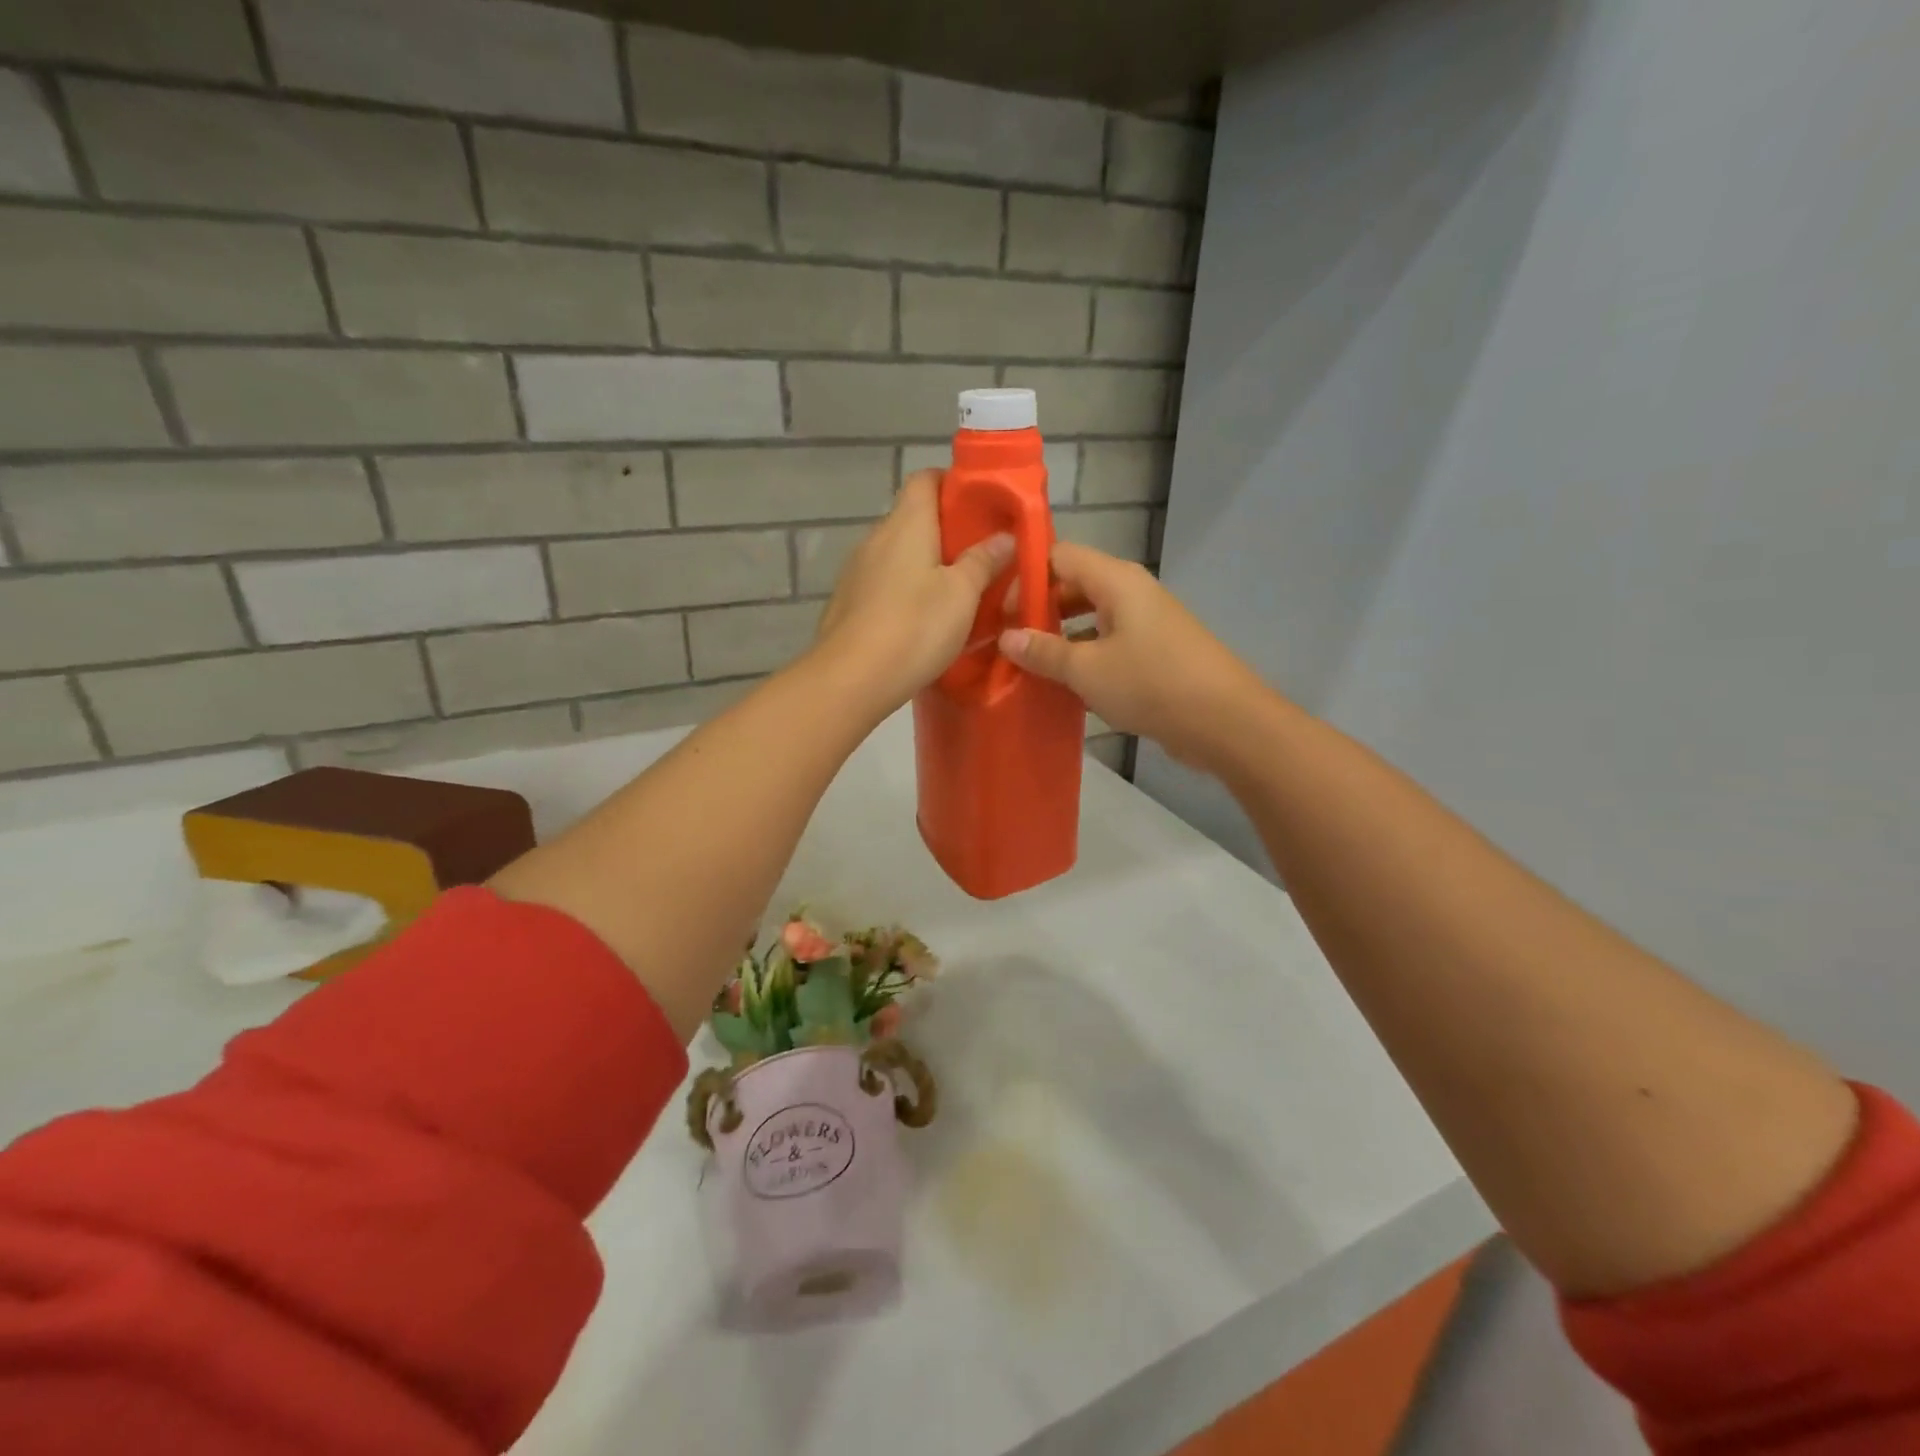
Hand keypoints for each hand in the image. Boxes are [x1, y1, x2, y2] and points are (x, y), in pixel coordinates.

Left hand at [813, 471, 1012, 711]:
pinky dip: (906, 591)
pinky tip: (922, 619)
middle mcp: (875, 538)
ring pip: (898, 555)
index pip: (925, 479)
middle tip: (981, 556)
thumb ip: (983, 561)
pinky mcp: (847, 604)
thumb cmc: (914, 627)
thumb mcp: (962, 595)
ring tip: (957, 592)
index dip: (954, 485)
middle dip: (947, 532)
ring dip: (926, 565)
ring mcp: (856, 572)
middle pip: (913, 518)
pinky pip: (884, 584)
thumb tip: (1004, 536)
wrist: (850, 679)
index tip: (983, 507)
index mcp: (905, 524)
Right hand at [998, 542, 1269, 769]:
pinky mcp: (1153, 652)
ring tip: (1025, 664)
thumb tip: (1006, 637)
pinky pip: (1107, 643)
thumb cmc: (1151, 683)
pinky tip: (1061, 684)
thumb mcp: (1087, 669)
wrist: (1224, 721)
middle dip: (1038, 609)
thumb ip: (1044, 651)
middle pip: (1073, 585)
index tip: (998, 610)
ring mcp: (1145, 622)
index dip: (1025, 577)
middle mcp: (1131, 592)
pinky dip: (1083, 657)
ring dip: (1059, 637)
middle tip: (1005, 640)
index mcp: (1115, 580)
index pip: (1059, 556)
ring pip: (1090, 617)